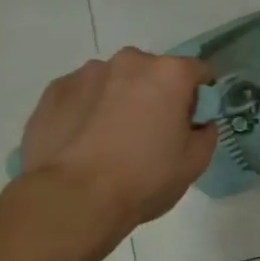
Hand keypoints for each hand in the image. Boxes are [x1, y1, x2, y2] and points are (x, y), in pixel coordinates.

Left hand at [17, 49, 216, 229]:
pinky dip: (87, 110)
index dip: (200, 95)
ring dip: (119, 100)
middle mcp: (129, 62)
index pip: (198, 71)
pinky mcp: (54, 91)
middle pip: (152, 72)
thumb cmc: (144, 178)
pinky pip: (82, 95)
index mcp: (169, 74)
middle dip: (156, 94)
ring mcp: (86, 73)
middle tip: (151, 132)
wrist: (73, 198)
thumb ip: (205, 133)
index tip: (193, 119)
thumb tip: (198, 123)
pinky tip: (84, 143)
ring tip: (111, 140)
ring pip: (114, 81)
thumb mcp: (194, 162)